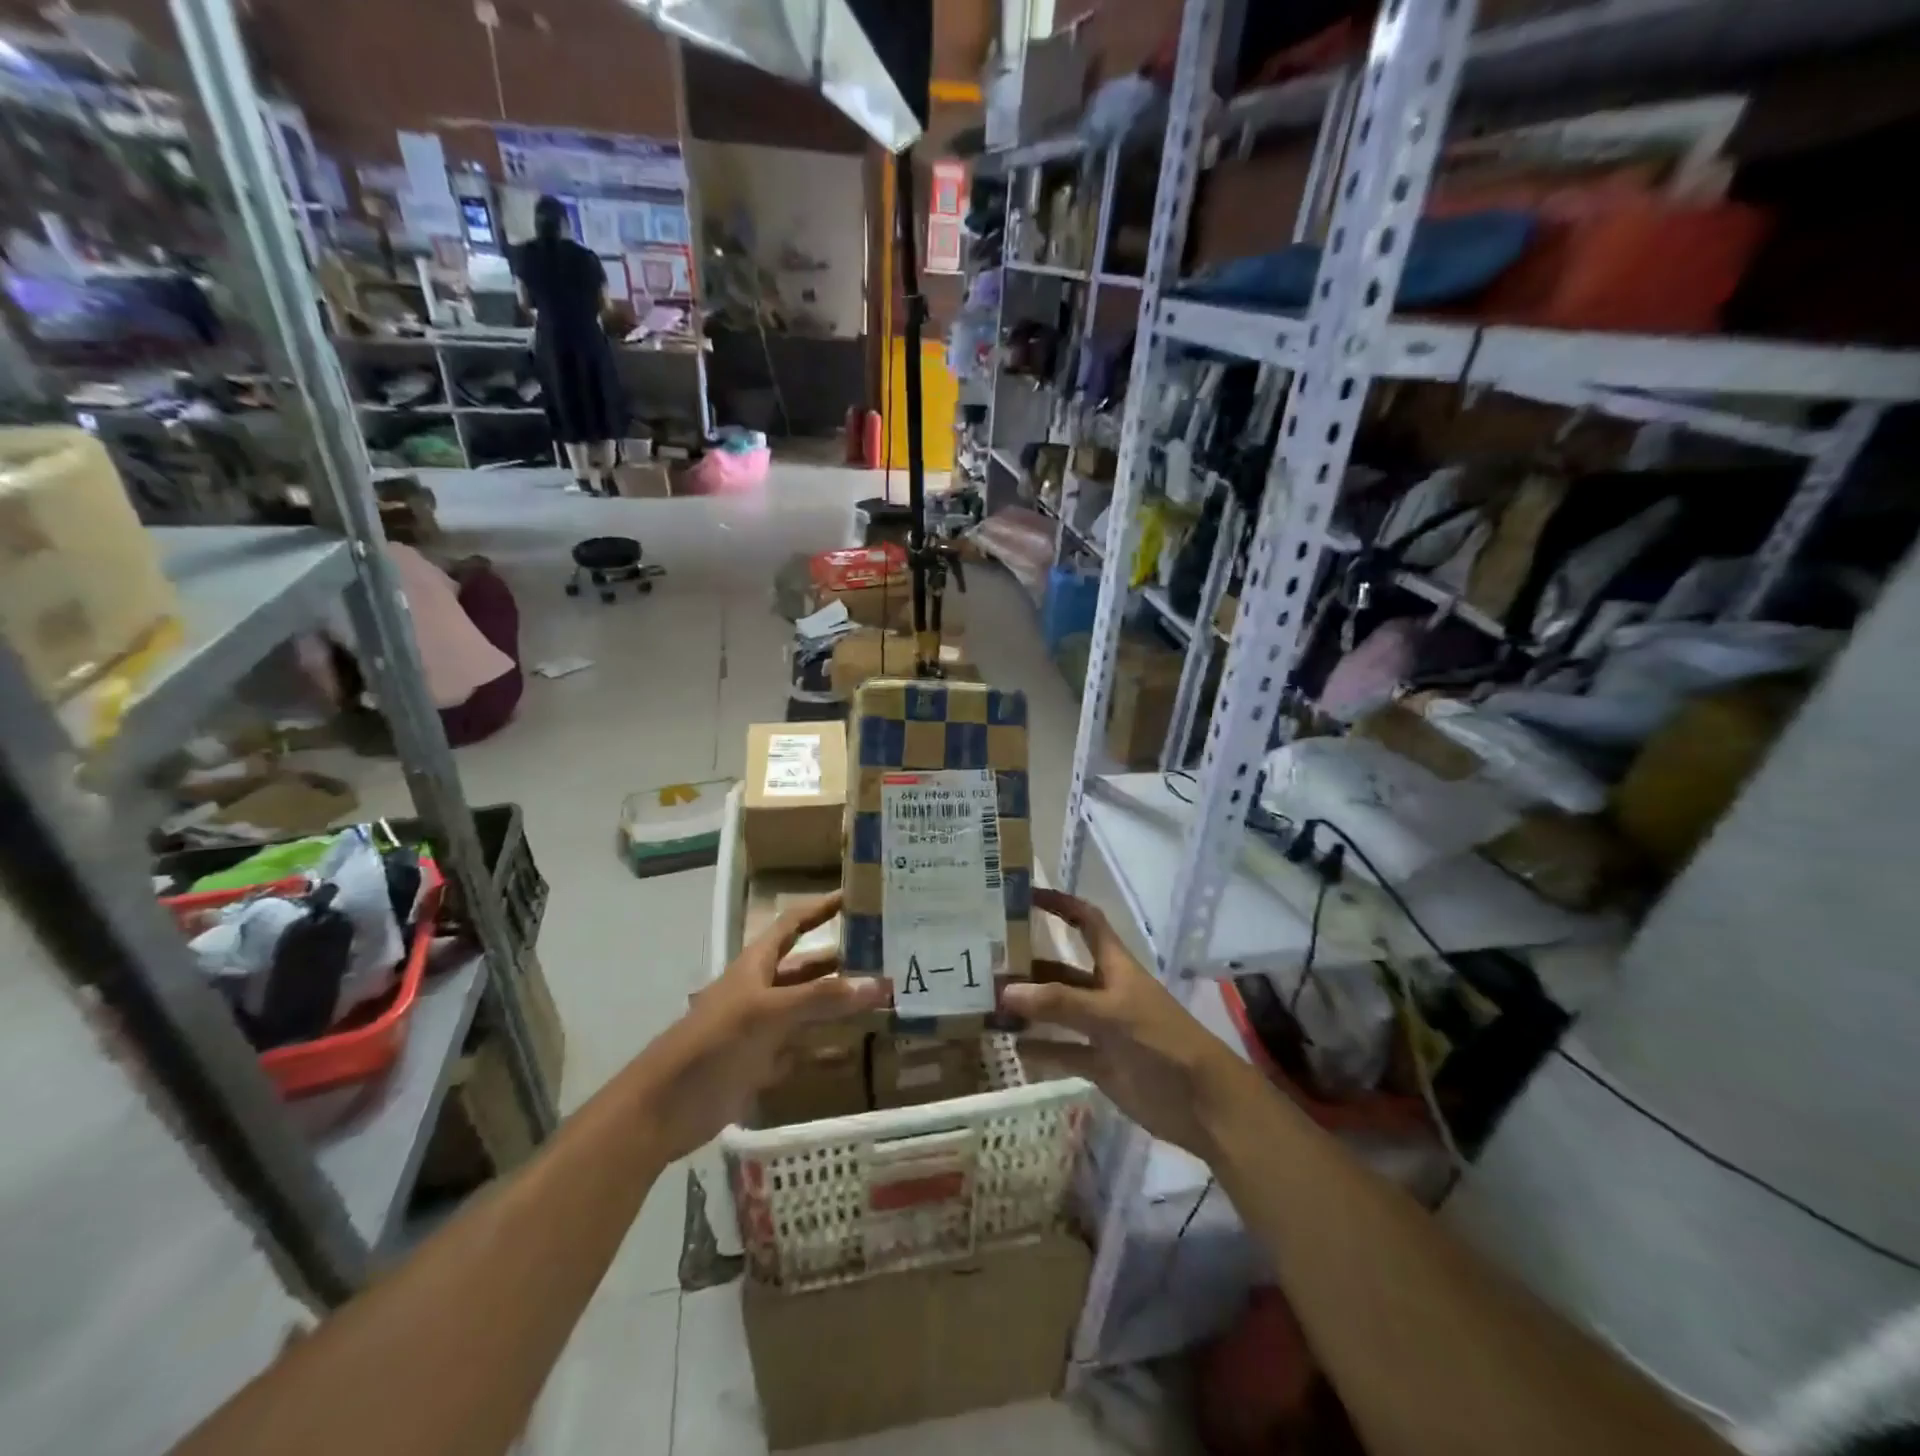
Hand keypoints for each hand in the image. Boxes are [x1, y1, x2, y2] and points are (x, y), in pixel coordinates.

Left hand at [643, 891, 886, 1159]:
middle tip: (885, 955)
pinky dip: (827, 1048)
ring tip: (882, 999)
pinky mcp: (761, 1064)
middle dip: (841, 960)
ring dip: (839, 1005)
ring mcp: (762, 1029)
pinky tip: (856, 1049)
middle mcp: (762, 990)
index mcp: (756, 965)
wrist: (663, 1109)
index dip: (820, 908)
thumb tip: (879, 984)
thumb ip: (822, 998)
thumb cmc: (713, 1043)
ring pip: (808, 1009)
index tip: (855, 895)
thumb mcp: (768, 1012)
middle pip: (807, 968)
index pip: (793, 924)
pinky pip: (803, 1050)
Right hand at [1003, 888, 1265, 1163]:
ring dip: (1029, 1007)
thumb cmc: (1161, 1041)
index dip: (1060, 904)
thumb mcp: (1110, 1013)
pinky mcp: (1100, 1064)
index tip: (1024, 896)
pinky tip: (1012, 1047)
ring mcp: (1102, 1029)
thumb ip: (1059, 1002)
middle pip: (1061, 969)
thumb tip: (1005, 991)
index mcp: (1114, 966)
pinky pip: (1063, 1051)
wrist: (1203, 1103)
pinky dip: (1040, 1049)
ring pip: (1057, 1011)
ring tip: (988, 1004)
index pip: (1086, 922)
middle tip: (985, 964)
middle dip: (1029, 965)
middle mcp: (1104, 991)